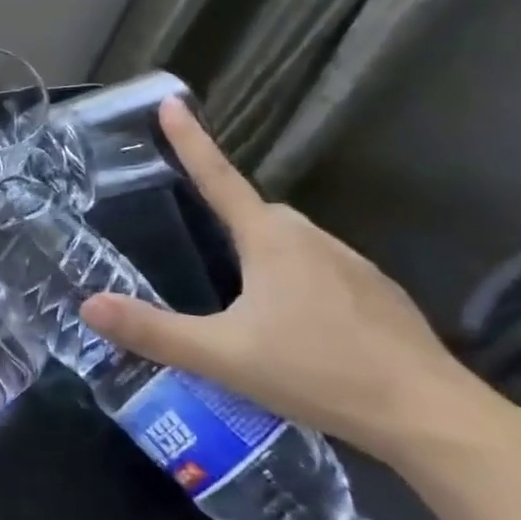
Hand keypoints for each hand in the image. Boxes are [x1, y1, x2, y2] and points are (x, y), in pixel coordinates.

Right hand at [79, 99, 503, 464]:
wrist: (433, 418)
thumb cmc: (319, 373)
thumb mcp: (221, 355)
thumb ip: (152, 331)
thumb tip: (87, 304)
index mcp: (271, 241)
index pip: (219, 178)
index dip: (191, 141)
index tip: (171, 102)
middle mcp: (313, 239)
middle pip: (256, 213)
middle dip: (226, 218)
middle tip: (197, 248)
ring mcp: (353, 266)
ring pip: (291, 243)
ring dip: (261, 255)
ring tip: (241, 303)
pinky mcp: (379, 296)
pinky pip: (321, 270)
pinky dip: (297, 282)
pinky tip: (294, 326)